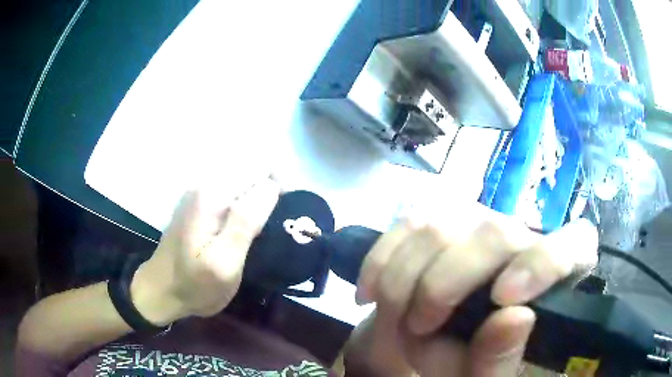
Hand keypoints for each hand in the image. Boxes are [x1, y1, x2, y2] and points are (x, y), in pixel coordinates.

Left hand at [130, 176, 280, 325]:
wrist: (161, 291)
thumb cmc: (194, 285)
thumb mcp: (224, 263)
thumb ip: (245, 222)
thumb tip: (271, 186)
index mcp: (211, 194)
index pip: (259, 167)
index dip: (279, 187)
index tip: (286, 215)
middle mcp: (204, 184)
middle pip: (251, 171)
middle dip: (269, 193)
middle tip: (272, 229)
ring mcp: (200, 193)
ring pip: (243, 182)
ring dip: (258, 200)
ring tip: (262, 231)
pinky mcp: (199, 204)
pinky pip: (232, 193)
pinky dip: (245, 206)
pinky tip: (245, 230)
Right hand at [349, 202, 596, 376]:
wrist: (437, 342)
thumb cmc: (472, 362)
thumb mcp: (484, 376)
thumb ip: (499, 360)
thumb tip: (515, 318)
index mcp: (554, 277)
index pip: (575, 244)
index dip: (544, 261)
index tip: (502, 299)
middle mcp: (523, 238)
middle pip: (493, 234)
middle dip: (443, 285)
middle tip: (418, 327)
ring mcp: (480, 223)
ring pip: (439, 226)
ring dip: (403, 279)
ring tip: (395, 319)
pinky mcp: (442, 221)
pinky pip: (405, 225)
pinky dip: (380, 260)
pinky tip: (370, 292)